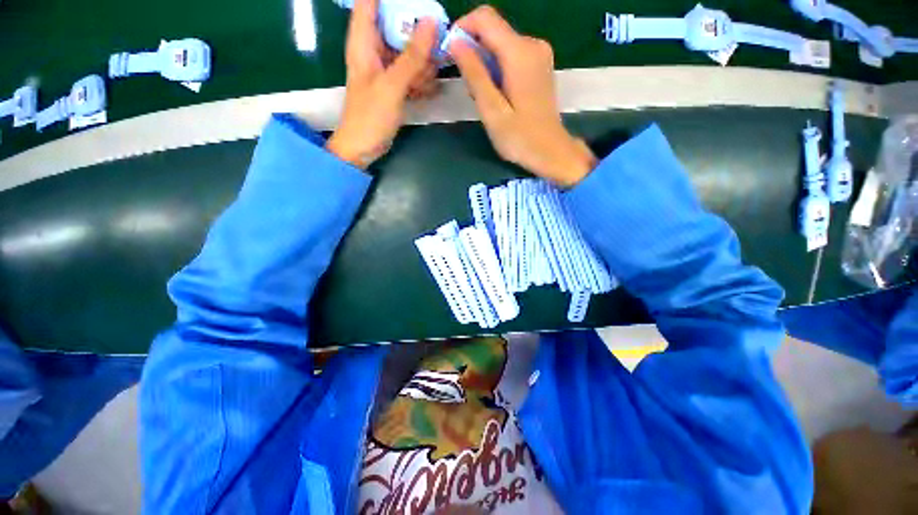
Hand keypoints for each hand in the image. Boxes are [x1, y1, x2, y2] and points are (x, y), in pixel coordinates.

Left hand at [326, 0, 439, 168]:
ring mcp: (384, 69)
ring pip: (407, 51)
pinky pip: (410, 73)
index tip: (417, 4)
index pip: (370, 2)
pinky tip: (429, 90)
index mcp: (363, 42)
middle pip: (395, 25)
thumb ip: (412, 56)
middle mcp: (373, 50)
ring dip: (422, 62)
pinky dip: (421, 79)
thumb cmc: (370, 116)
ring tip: (429, 78)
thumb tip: (431, 22)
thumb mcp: (392, 85)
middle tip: (435, 45)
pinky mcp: (393, 86)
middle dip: (417, 34)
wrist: (363, 147)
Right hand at [449, 7, 595, 186]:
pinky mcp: (539, 65)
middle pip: (493, 31)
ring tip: (483, 98)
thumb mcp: (492, 111)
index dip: (462, 29)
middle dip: (473, 52)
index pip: (484, 18)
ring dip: (484, 64)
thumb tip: (455, 42)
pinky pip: (511, 55)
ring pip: (500, 44)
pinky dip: (497, 69)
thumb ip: (474, 74)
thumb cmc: (520, 139)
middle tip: (469, 89)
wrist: (551, 152)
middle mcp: (532, 44)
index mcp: (520, 53)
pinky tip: (497, 95)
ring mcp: (539, 54)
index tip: (450, 54)